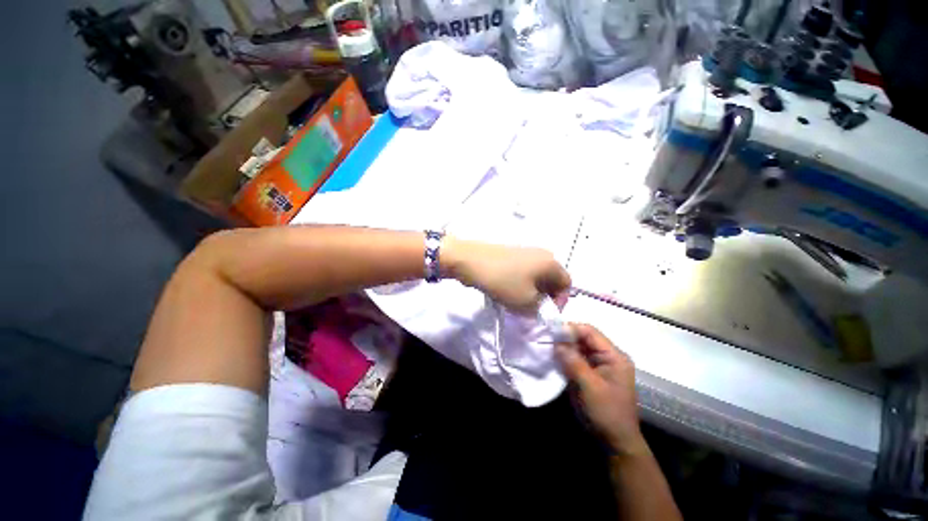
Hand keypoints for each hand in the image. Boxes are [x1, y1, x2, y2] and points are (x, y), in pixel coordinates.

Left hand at [443, 237, 570, 313]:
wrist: (470, 260)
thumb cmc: (503, 281)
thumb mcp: (526, 303)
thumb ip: (540, 310)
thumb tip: (540, 306)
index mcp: (551, 263)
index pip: (567, 284)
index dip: (560, 302)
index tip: (545, 313)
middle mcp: (542, 253)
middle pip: (551, 279)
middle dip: (544, 297)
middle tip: (531, 310)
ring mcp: (525, 251)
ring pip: (536, 276)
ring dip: (531, 291)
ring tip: (517, 302)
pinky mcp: (511, 253)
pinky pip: (523, 271)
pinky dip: (520, 283)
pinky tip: (507, 290)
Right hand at [556, 324, 645, 454]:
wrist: (614, 443)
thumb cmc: (606, 414)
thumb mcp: (589, 386)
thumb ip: (573, 361)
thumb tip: (556, 342)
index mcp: (614, 356)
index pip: (589, 332)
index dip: (570, 328)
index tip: (550, 331)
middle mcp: (607, 357)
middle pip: (583, 338)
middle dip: (564, 337)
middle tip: (545, 338)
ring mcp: (598, 366)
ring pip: (577, 348)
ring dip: (562, 347)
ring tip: (545, 347)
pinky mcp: (589, 374)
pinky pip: (575, 359)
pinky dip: (563, 357)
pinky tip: (552, 358)